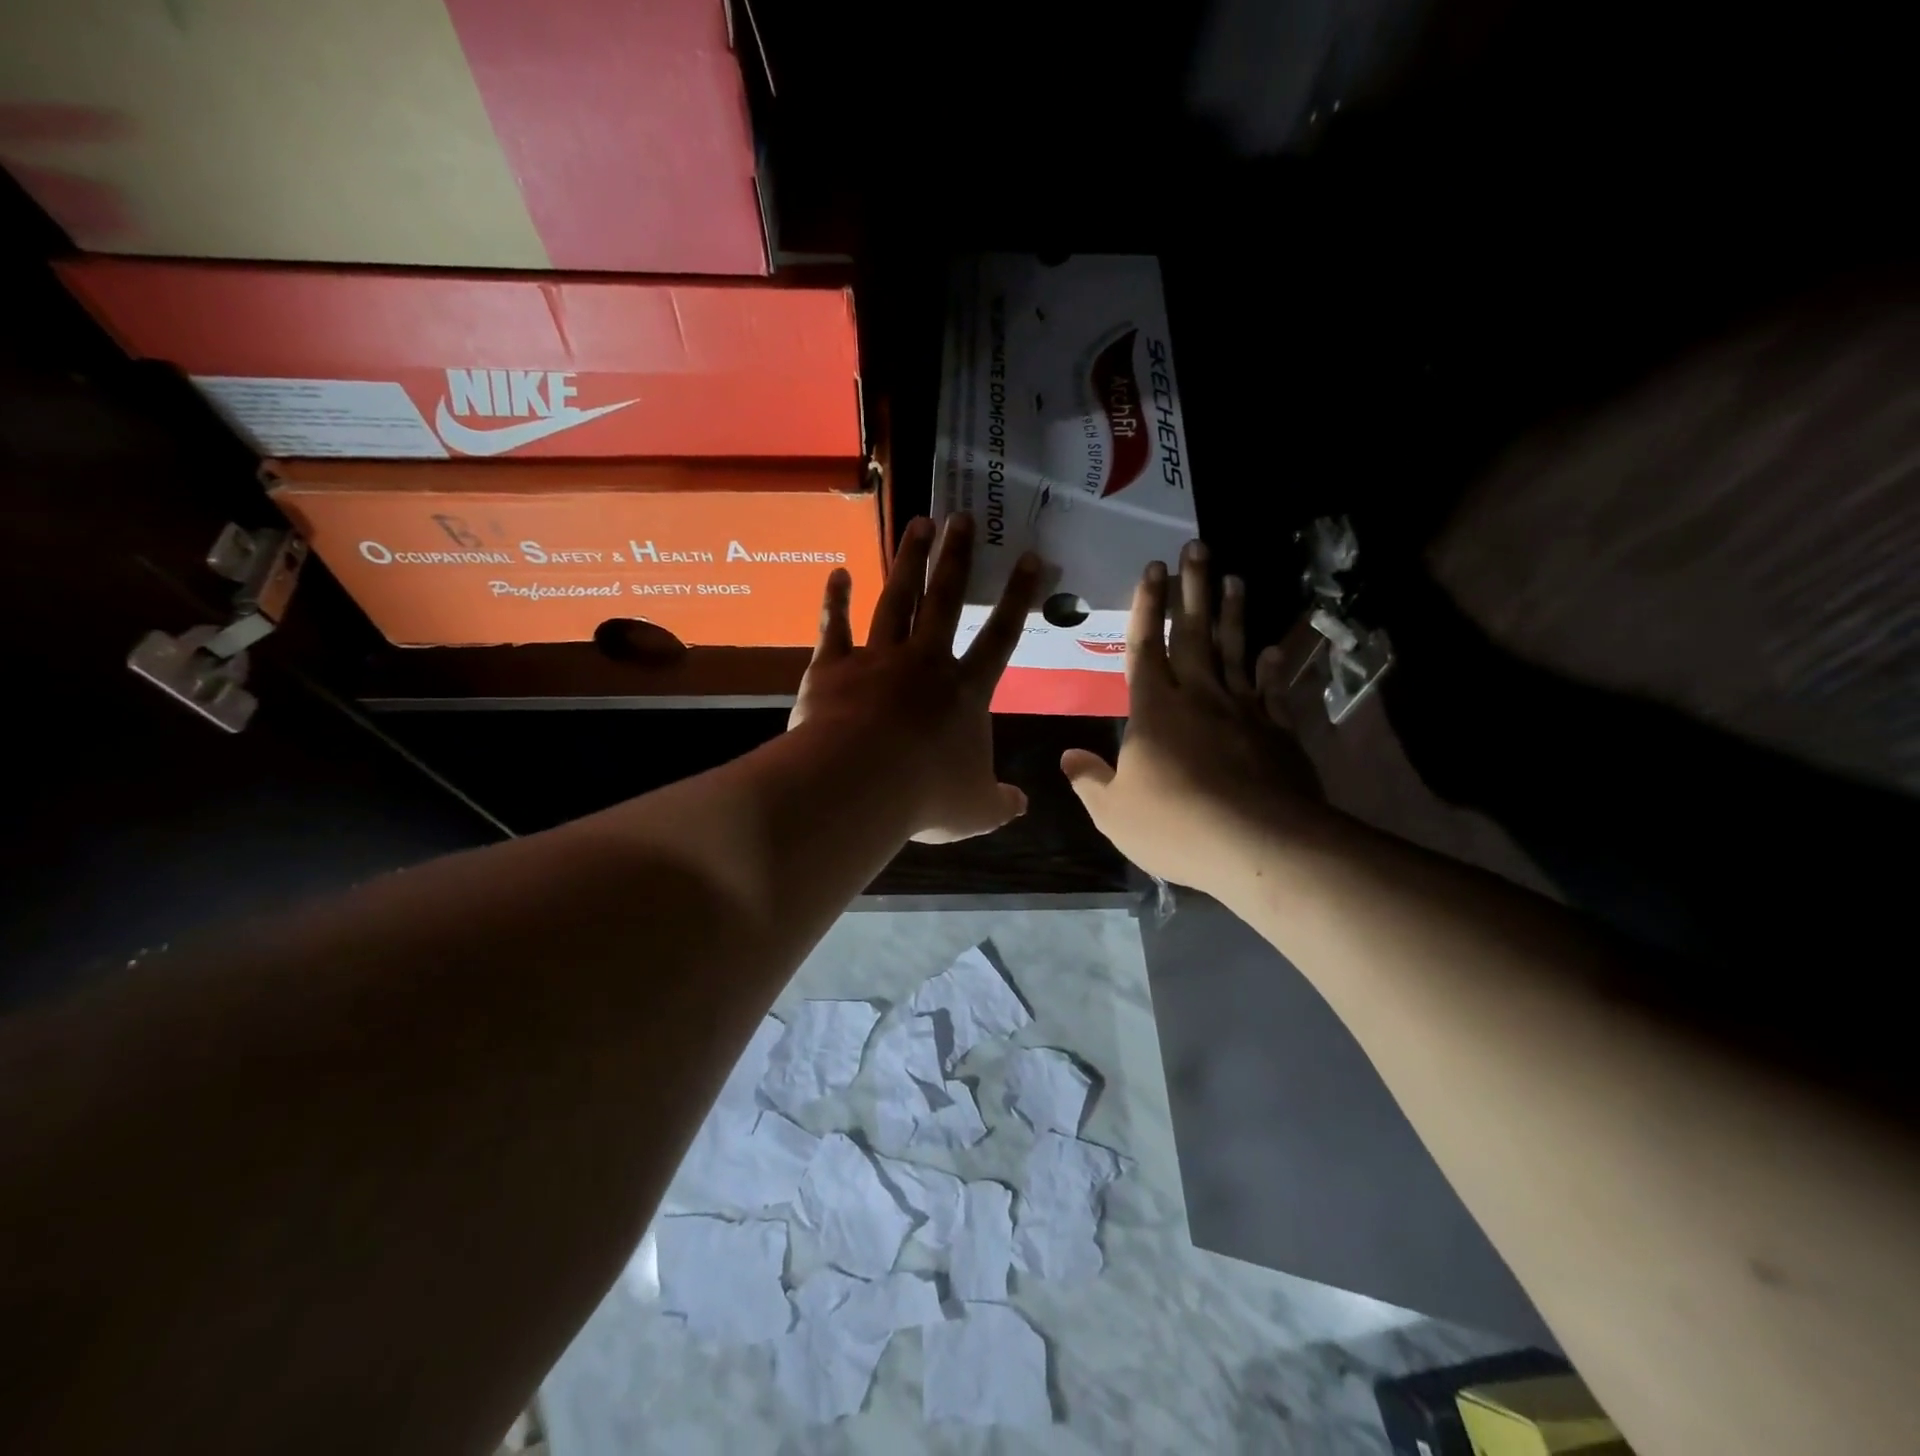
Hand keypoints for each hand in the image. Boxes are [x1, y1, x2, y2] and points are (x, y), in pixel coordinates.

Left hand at [790, 513, 1039, 843]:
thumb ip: (999, 803)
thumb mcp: (974, 810)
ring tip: (918, 523)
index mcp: (964, 692)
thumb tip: (1021, 806)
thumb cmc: (925, 796)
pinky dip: (836, 600)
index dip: (1016, 597)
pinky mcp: (833, 668)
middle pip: (944, 601)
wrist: (858, 784)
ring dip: (908, 562)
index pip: (1000, 637)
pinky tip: (837, 573)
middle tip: (963, 518)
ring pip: (897, 601)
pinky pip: (835, 627)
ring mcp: (877, 659)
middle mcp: (924, 663)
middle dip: (956, 558)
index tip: (1028, 557)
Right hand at [1060, 541, 1323, 889]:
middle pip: (1192, 634)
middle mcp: (1198, 697)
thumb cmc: (1176, 825)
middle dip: (1191, 589)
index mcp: (1154, 710)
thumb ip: (1090, 781)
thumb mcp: (1114, 812)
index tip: (1152, 569)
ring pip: (1235, 651)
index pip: (1144, 648)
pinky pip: (1272, 690)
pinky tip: (1274, 649)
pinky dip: (1273, 668)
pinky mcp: (1277, 732)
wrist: (1260, 844)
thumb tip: (1066, 756)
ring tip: (1234, 579)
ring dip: (1232, 614)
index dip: (1145, 607)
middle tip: (1197, 546)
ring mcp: (1242, 711)